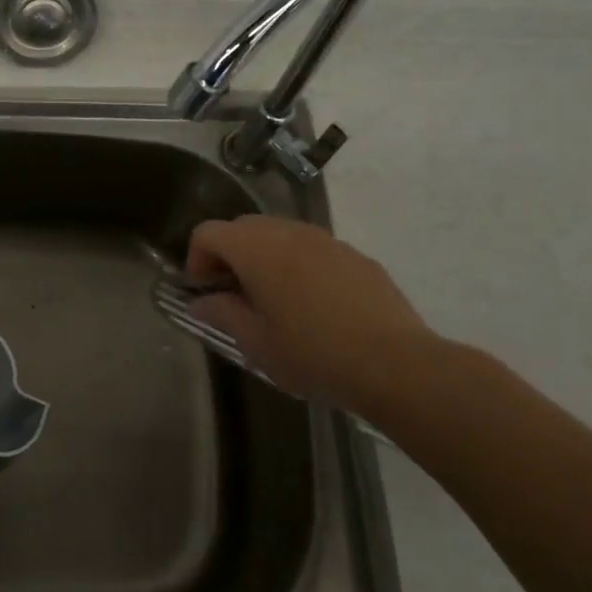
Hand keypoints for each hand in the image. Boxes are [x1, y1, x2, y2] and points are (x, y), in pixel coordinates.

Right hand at [186, 214, 434, 413]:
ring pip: (280, 235)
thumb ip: (222, 314)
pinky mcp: (356, 257)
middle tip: (233, 296)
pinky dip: (298, 266)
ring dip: (264, 259)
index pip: (208, 233)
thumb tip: (201, 302)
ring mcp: (327, 241)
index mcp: (257, 250)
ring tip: (273, 302)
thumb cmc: (312, 354)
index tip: (205, 294)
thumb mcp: (255, 342)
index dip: (196, 260)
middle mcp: (289, 233)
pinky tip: (313, 307)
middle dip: (229, 256)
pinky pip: (313, 250)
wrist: (395, 364)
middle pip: (243, 227)